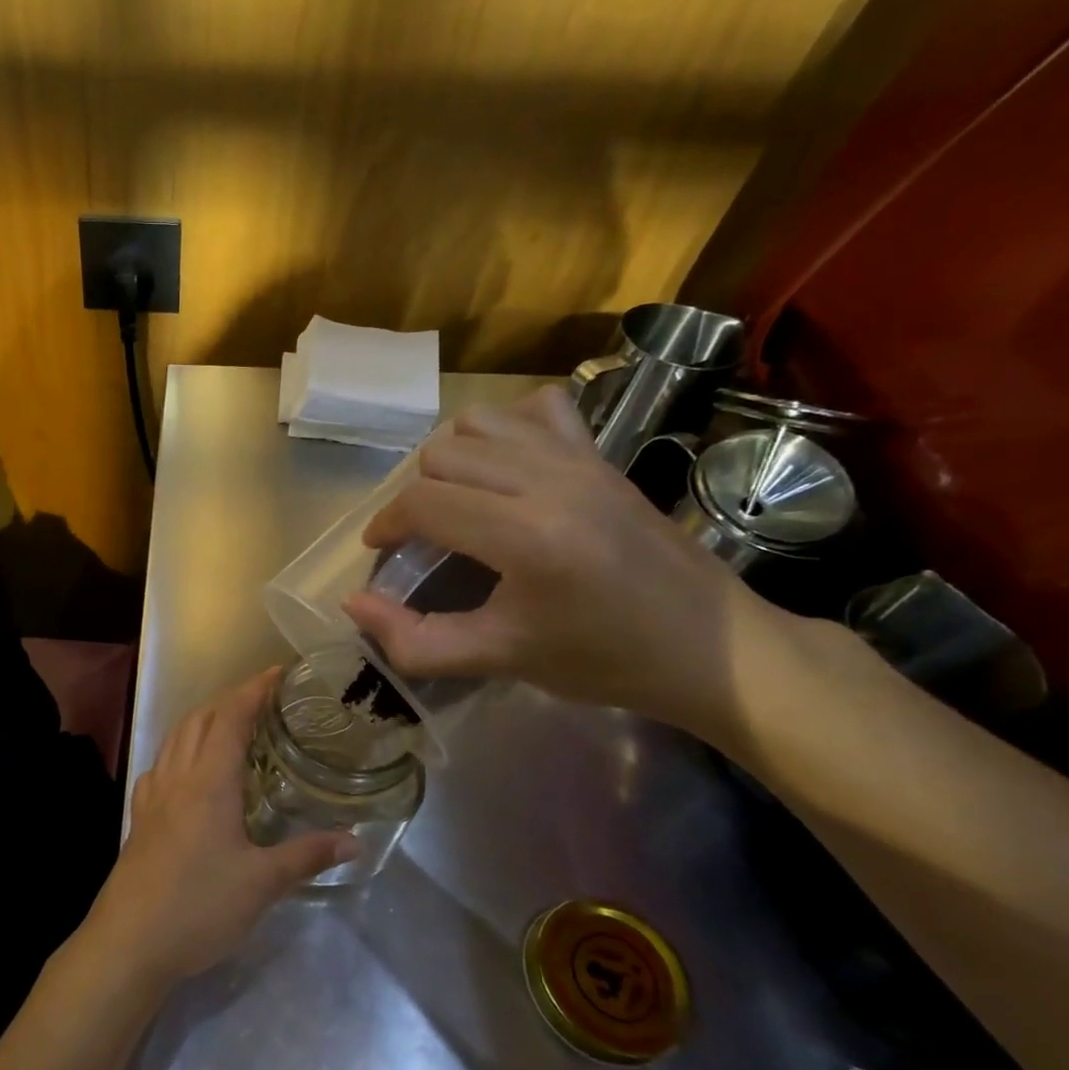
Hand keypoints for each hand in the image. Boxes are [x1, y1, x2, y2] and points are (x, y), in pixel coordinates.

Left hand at [79, 670, 358, 991]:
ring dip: (203, 720)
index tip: (279, 672)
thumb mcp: (261, 883)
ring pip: (176, 738)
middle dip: (230, 699)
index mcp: (208, 780)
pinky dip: (181, 750)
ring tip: (232, 725)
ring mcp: (153, 795)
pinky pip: (161, 764)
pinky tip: (191, 771)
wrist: (128, 943)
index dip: (254, 689)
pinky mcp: (140, 817)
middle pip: (200, 718)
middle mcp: (177, 776)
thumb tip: (355, 841)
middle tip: (264, 699)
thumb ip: (307, 856)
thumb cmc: (198, 907)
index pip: (231, 717)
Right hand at [341, 384, 777, 744]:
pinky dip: (507, 427)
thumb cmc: (605, 660)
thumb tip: (353, 604)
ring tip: (458, 501)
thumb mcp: (501, 660)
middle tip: (424, 539)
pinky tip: (508, 465)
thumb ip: (416, 641)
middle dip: (416, 496)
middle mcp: (550, 482)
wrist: (715, 649)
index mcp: (525, 535)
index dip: (386, 525)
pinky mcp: (603, 455)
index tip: (382, 553)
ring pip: (480, 423)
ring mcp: (581, 460)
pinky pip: (538, 409)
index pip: (423, 501)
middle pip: (442, 455)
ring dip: (453, 458)